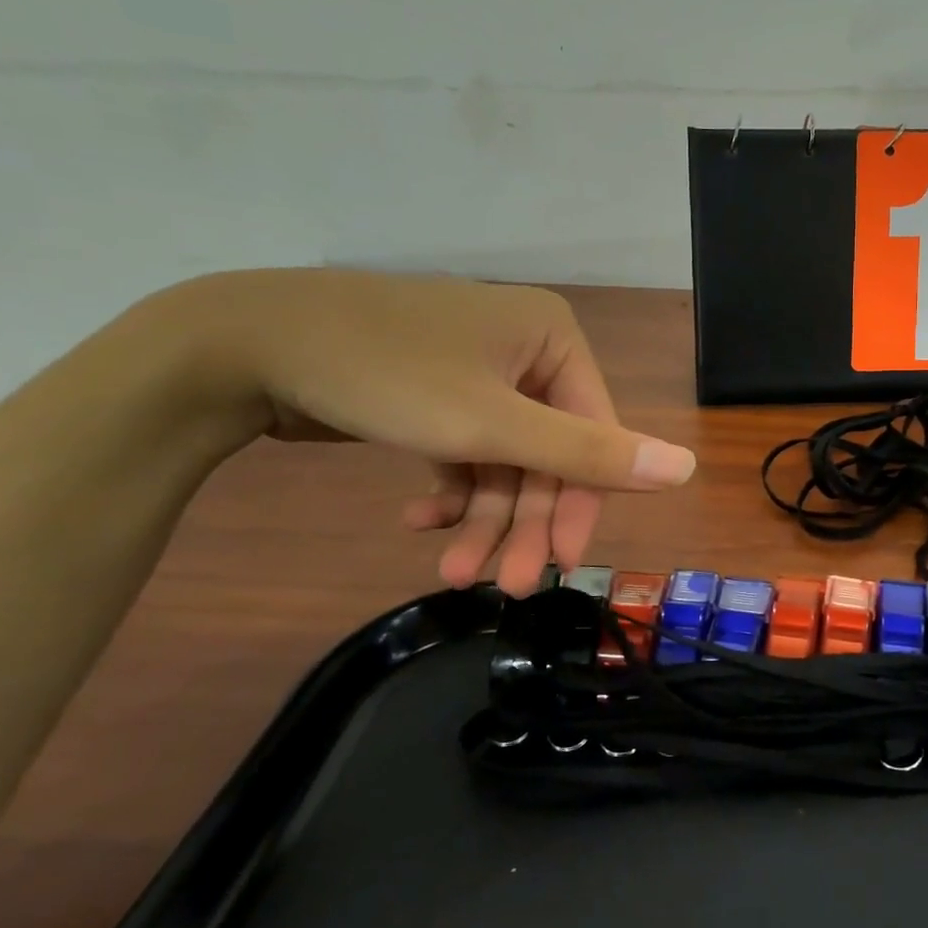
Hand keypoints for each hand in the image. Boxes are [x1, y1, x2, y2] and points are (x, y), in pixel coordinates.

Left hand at [176, 269, 695, 592]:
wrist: (240, 344)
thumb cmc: (383, 375)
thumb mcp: (490, 423)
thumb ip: (589, 452)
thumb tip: (687, 468)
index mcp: (555, 341)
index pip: (593, 433)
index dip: (580, 504)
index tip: (558, 565)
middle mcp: (526, 353)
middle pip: (547, 452)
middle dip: (522, 521)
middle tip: (502, 586)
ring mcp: (480, 373)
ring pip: (504, 460)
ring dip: (483, 519)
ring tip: (454, 573)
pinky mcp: (438, 395)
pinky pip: (466, 451)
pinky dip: (451, 491)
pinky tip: (421, 521)